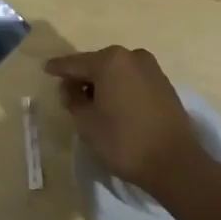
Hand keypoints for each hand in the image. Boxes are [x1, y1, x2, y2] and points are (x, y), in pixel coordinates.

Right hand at [43, 46, 211, 191]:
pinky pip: (132, 80)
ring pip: (117, 71)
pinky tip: (114, 104)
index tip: (46, 68)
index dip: (58, 68)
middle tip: (68, 91)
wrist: (175, 163)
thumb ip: (73, 99)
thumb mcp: (86, 122)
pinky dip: (120, 88)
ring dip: (102, 83)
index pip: (75, 63)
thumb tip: (71, 87)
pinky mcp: (164, 84)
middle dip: (82, 76)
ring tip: (91, 101)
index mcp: (110, 61)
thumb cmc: (123, 141)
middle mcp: (132, 56)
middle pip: (97, 64)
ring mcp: (151, 68)